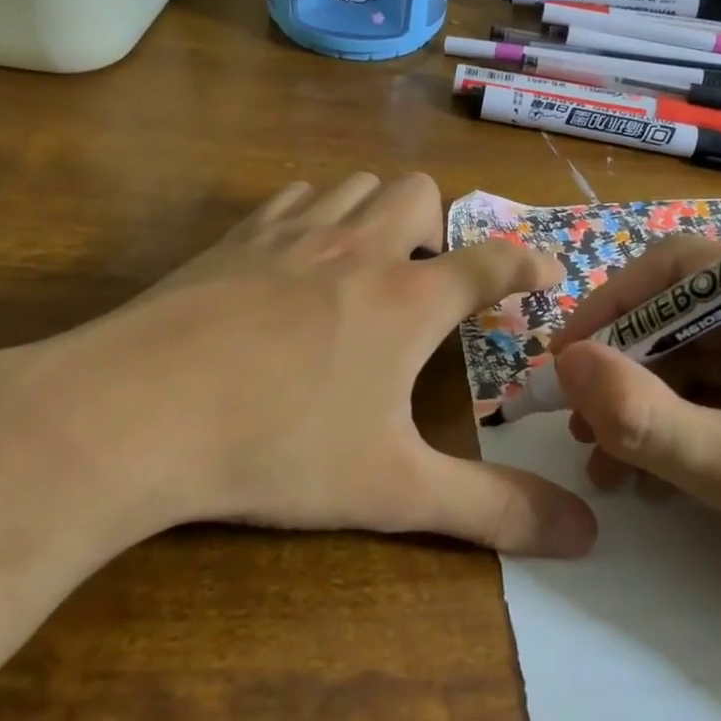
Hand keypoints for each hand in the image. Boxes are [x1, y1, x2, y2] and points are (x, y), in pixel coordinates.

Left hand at [0, 173, 598, 566]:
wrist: (136, 413)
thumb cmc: (278, 447)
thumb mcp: (393, 489)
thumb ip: (492, 509)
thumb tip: (584, 536)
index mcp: (407, 298)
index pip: (491, 260)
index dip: (528, 261)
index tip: (548, 270)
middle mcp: (358, 248)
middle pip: (420, 191)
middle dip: (440, 222)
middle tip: (431, 277)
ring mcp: (293, 234)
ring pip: (356, 183)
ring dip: (378, 211)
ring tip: (371, 263)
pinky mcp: (236, 237)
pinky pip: (293, 197)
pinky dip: (315, 214)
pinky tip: (298, 259)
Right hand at [549, 241, 720, 643]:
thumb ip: (642, 414)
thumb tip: (564, 363)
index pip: (682, 267)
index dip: (613, 305)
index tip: (565, 358)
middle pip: (685, 316)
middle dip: (627, 372)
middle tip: (579, 427)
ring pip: (697, 359)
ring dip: (647, 407)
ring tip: (607, 466)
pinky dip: (681, 427)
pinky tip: (651, 478)